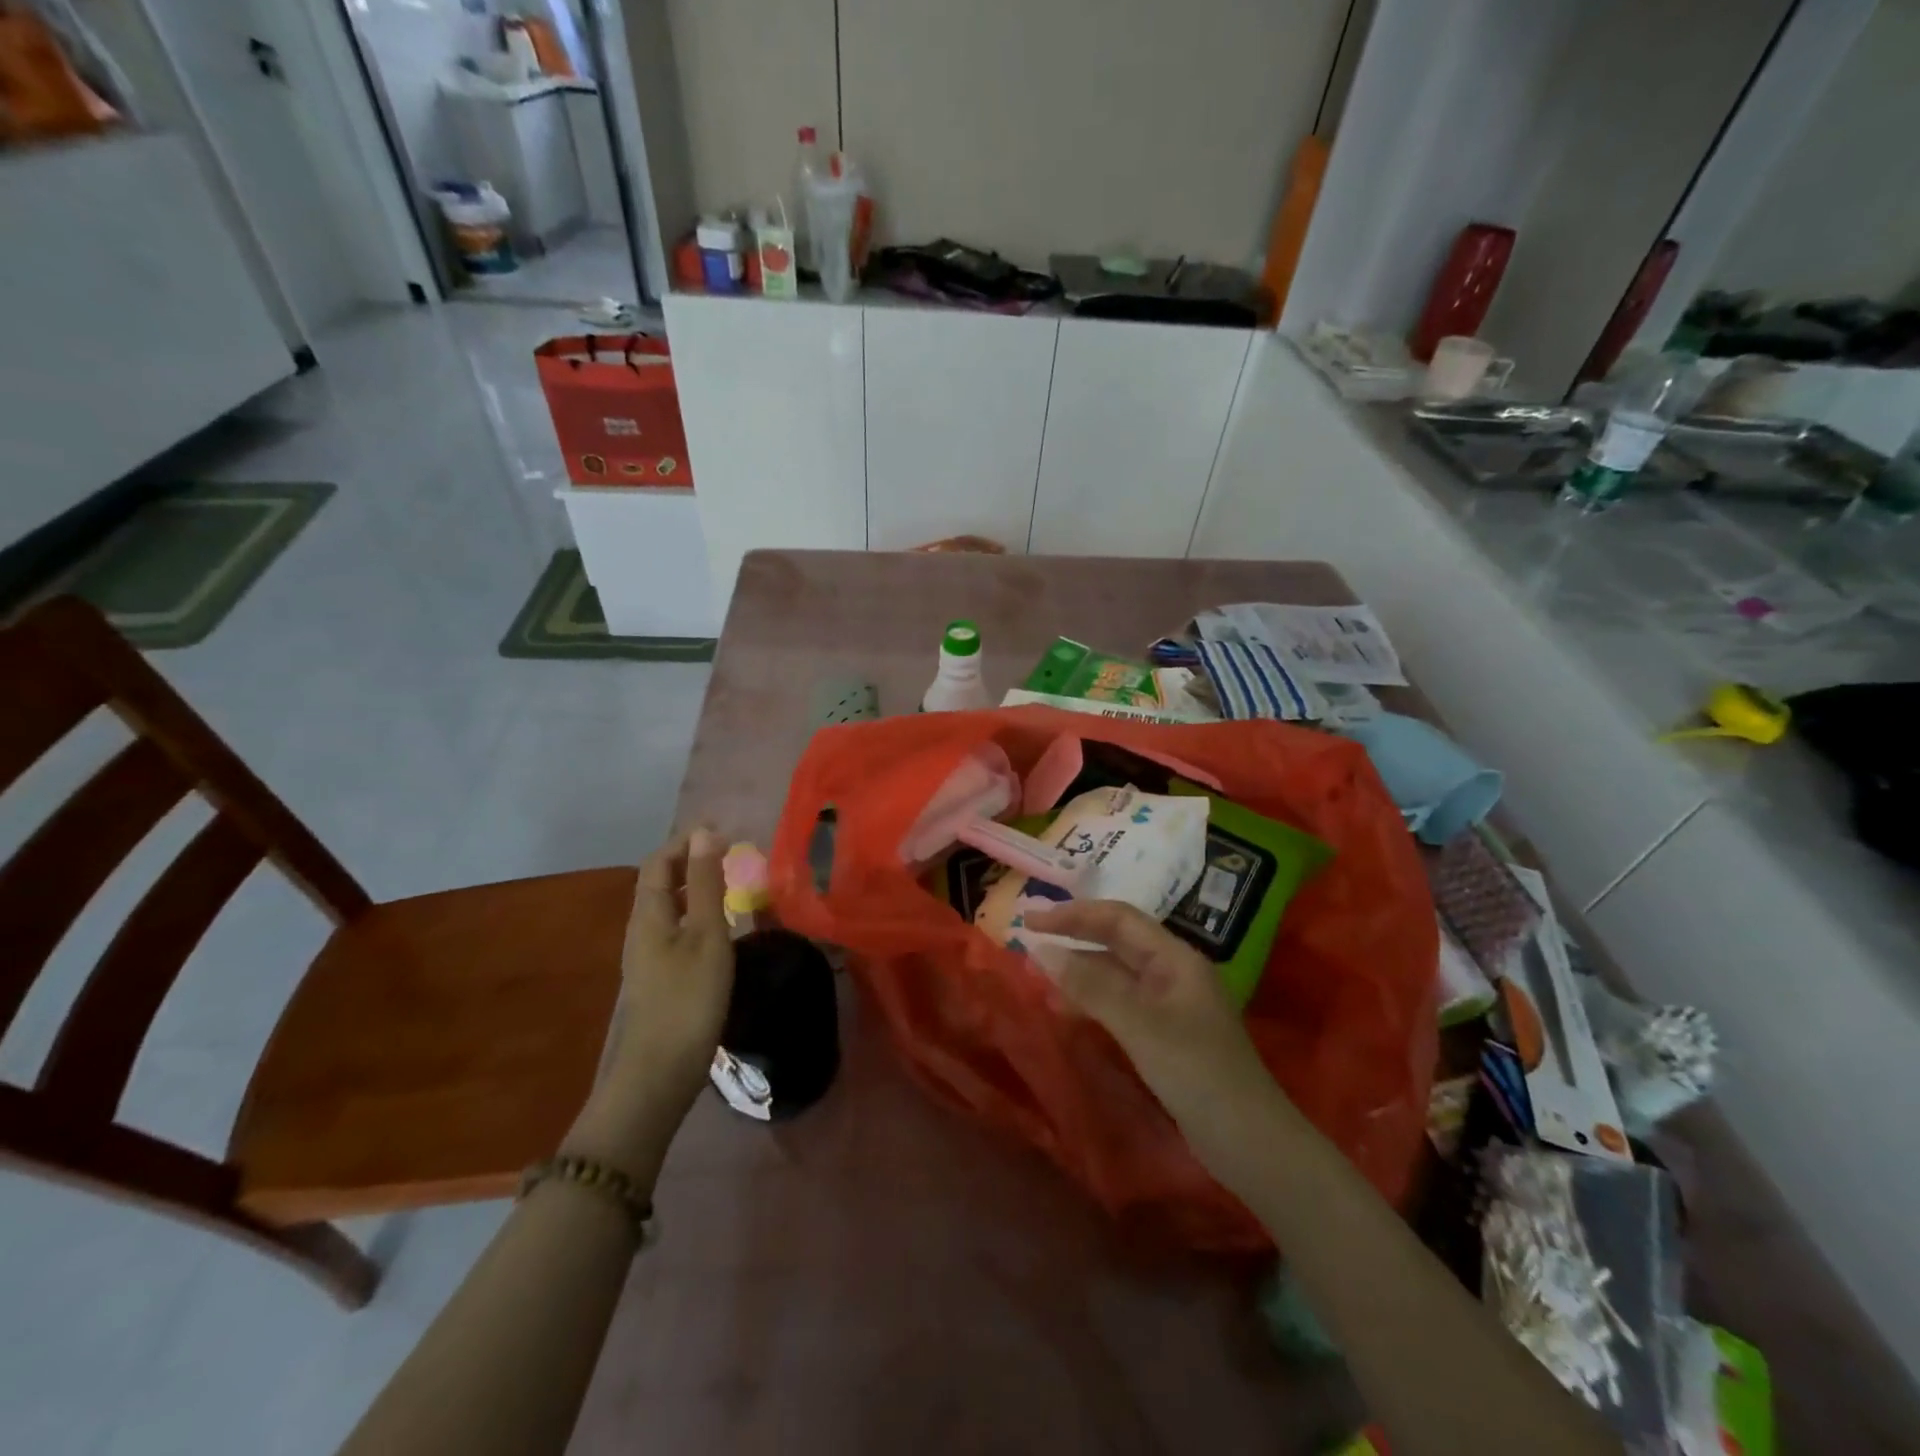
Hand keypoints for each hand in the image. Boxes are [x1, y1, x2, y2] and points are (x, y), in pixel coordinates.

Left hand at [611, 829, 735, 1114]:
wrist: (659, 1073)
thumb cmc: (688, 997)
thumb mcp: (706, 934)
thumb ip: (705, 884)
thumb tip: (705, 832)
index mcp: (648, 913)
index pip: (659, 860)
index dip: (687, 841)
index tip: (726, 834)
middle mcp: (640, 929)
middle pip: (659, 882)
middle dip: (691, 861)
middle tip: (733, 856)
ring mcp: (646, 956)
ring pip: (667, 907)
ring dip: (694, 888)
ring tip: (730, 886)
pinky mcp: (658, 977)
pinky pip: (674, 929)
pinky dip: (695, 914)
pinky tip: (719, 929)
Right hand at [1022, 900, 1279, 1139]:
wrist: (1251, 1143)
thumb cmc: (1198, 1074)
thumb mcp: (1140, 1026)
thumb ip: (1091, 986)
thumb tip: (1041, 951)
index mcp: (1175, 958)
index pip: (1118, 918)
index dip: (1073, 914)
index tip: (1030, 921)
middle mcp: (1173, 972)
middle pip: (1117, 941)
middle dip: (1073, 937)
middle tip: (1027, 941)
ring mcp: (1170, 1004)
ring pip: (1116, 972)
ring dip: (1079, 970)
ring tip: (1039, 976)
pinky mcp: (1165, 1034)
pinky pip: (1120, 1002)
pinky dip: (1092, 1000)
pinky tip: (1067, 1010)